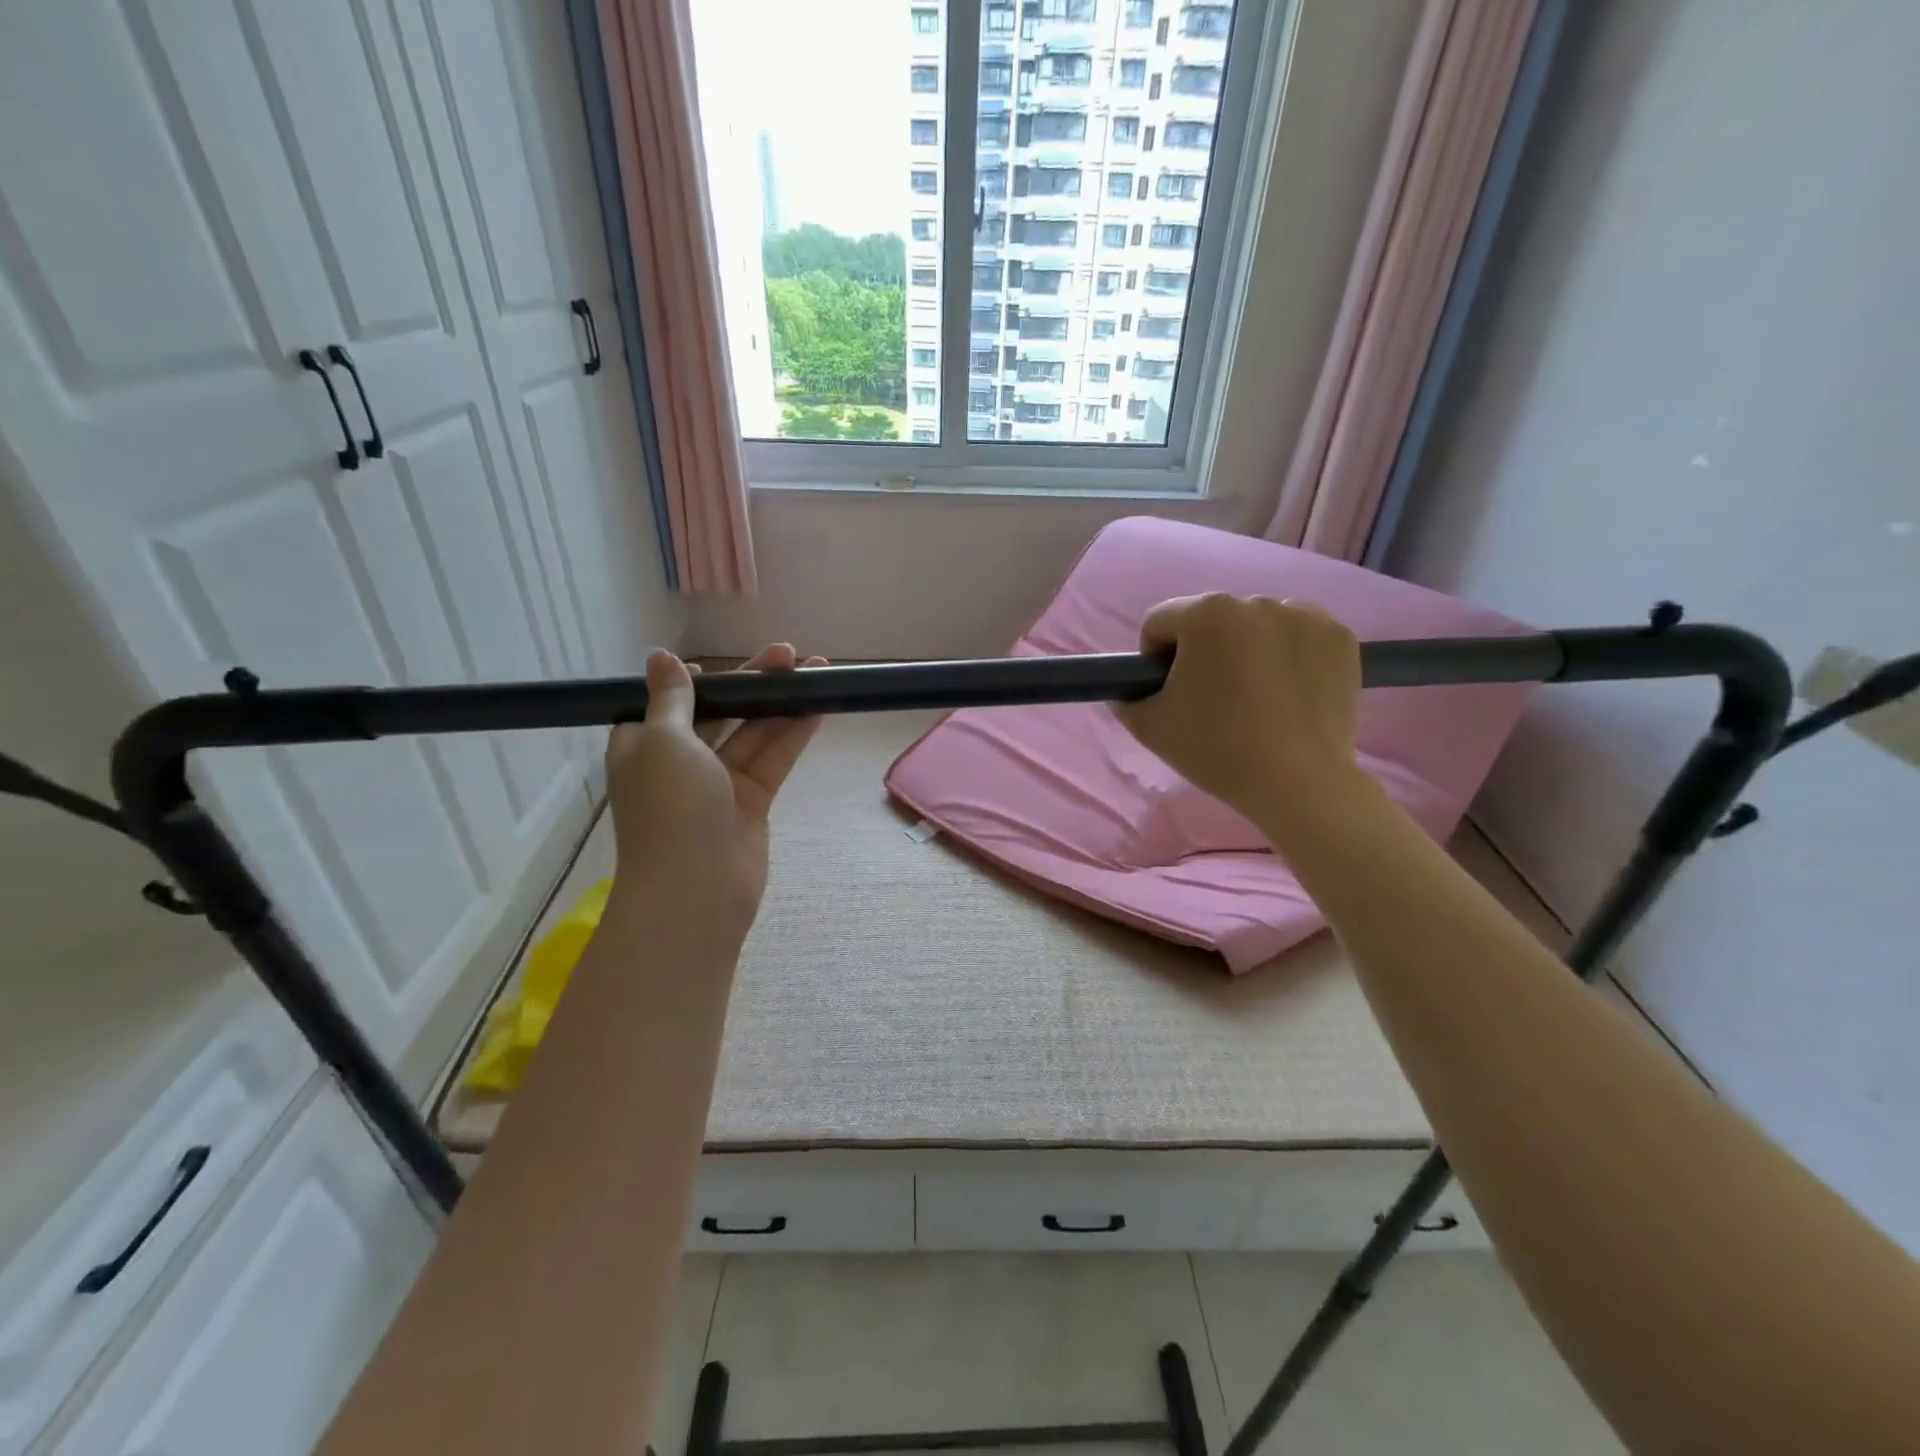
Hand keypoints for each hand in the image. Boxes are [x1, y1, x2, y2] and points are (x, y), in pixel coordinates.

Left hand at [604, 644, 824, 931]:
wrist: (697, 888)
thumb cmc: (670, 807)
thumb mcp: (663, 740)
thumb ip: (672, 697)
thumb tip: (660, 656)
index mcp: (644, 745)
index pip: (673, 702)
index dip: (700, 681)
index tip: (724, 664)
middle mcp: (680, 761)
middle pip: (720, 711)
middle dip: (753, 683)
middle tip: (789, 654)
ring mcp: (719, 783)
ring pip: (753, 732)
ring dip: (781, 703)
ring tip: (817, 669)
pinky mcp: (752, 801)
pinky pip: (773, 758)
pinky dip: (793, 733)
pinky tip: (818, 706)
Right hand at [1116, 594, 1367, 840]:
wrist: (1299, 784)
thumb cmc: (1216, 749)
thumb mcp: (1148, 727)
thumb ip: (1126, 697)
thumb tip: (1131, 688)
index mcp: (1205, 613)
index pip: (1160, 622)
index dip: (1154, 658)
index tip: (1168, 693)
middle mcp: (1256, 601)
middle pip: (1210, 621)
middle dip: (1203, 652)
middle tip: (1210, 700)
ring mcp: (1306, 616)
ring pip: (1256, 626)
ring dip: (1246, 650)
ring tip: (1254, 698)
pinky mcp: (1340, 638)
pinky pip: (1298, 636)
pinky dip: (1288, 655)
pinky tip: (1287, 693)